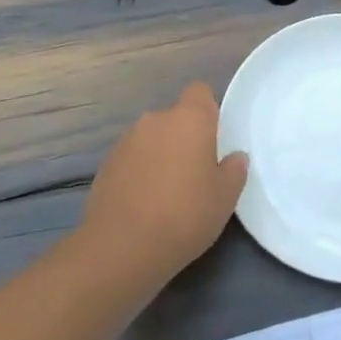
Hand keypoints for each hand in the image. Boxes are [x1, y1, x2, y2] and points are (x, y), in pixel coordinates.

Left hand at [82, 83, 249, 283]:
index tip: (214, 138)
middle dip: (184, 138)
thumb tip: (234, 157)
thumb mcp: (225, 197)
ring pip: (152, 139)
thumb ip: (234, 170)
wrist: (122, 247)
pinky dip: (140, 172)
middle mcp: (155, 120)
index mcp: (189, 119)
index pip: (199, 92)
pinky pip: (132, 159)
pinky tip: (144, 204)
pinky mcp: (106, 164)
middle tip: (195, 172)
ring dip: (160, 155)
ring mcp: (126, 141)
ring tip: (167, 193)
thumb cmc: (186, 214)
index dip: (208, 110)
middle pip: (175, 118)